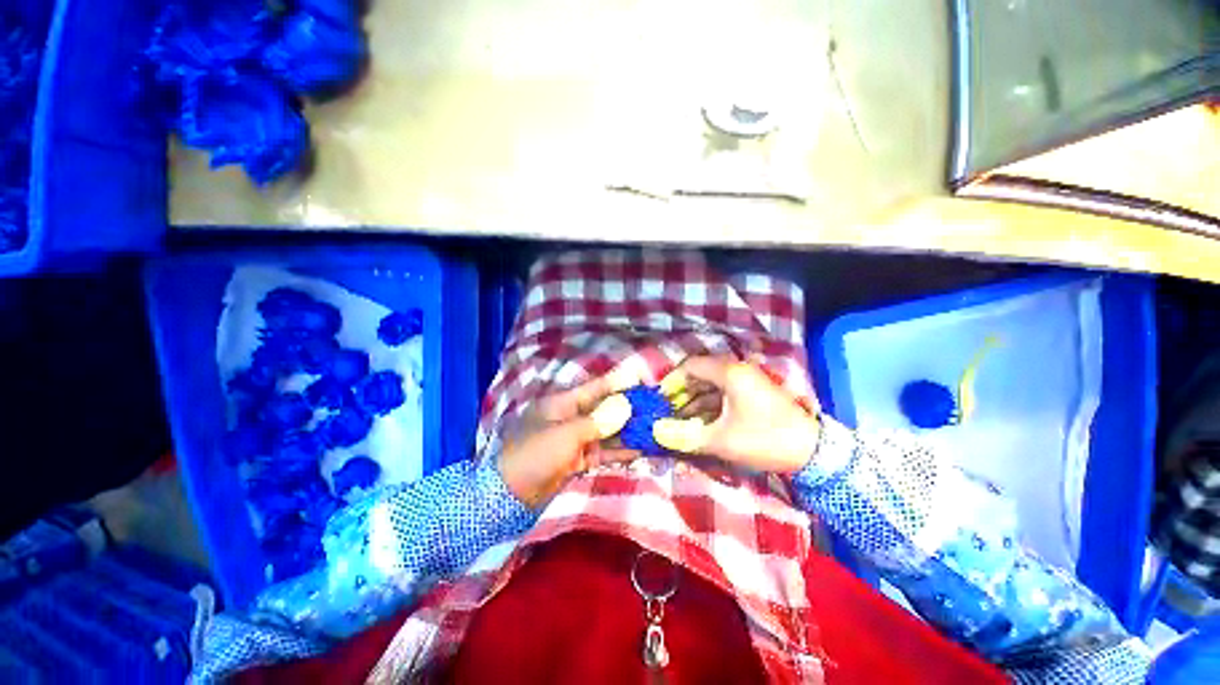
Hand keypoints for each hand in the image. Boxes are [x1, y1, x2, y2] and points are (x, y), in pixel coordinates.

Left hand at [499, 371, 640, 507]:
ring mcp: (575, 440)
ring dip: (626, 430)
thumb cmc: (536, 453)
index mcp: (562, 404)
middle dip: (626, 408)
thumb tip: (624, 409)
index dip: (616, 383)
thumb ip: (597, 422)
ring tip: (652, 427)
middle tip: (652, 405)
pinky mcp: (578, 460)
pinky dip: (619, 451)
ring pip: (606, 431)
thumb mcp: (566, 434)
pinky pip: (602, 451)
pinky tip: (639, 449)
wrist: (511, 494)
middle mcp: (571, 418)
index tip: (638, 377)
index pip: (593, 388)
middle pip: (603, 409)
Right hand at [652, 355, 819, 473]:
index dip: (671, 382)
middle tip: (668, 413)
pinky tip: (699, 423)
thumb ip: (685, 436)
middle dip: (681, 394)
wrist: (813, 452)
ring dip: (694, 402)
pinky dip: (709, 406)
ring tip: (679, 422)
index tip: (660, 401)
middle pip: (699, 375)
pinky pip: (723, 394)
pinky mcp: (752, 393)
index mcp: (728, 372)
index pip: (690, 367)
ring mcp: (746, 381)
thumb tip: (656, 432)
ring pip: (711, 386)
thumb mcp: (721, 440)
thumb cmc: (764, 439)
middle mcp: (736, 370)